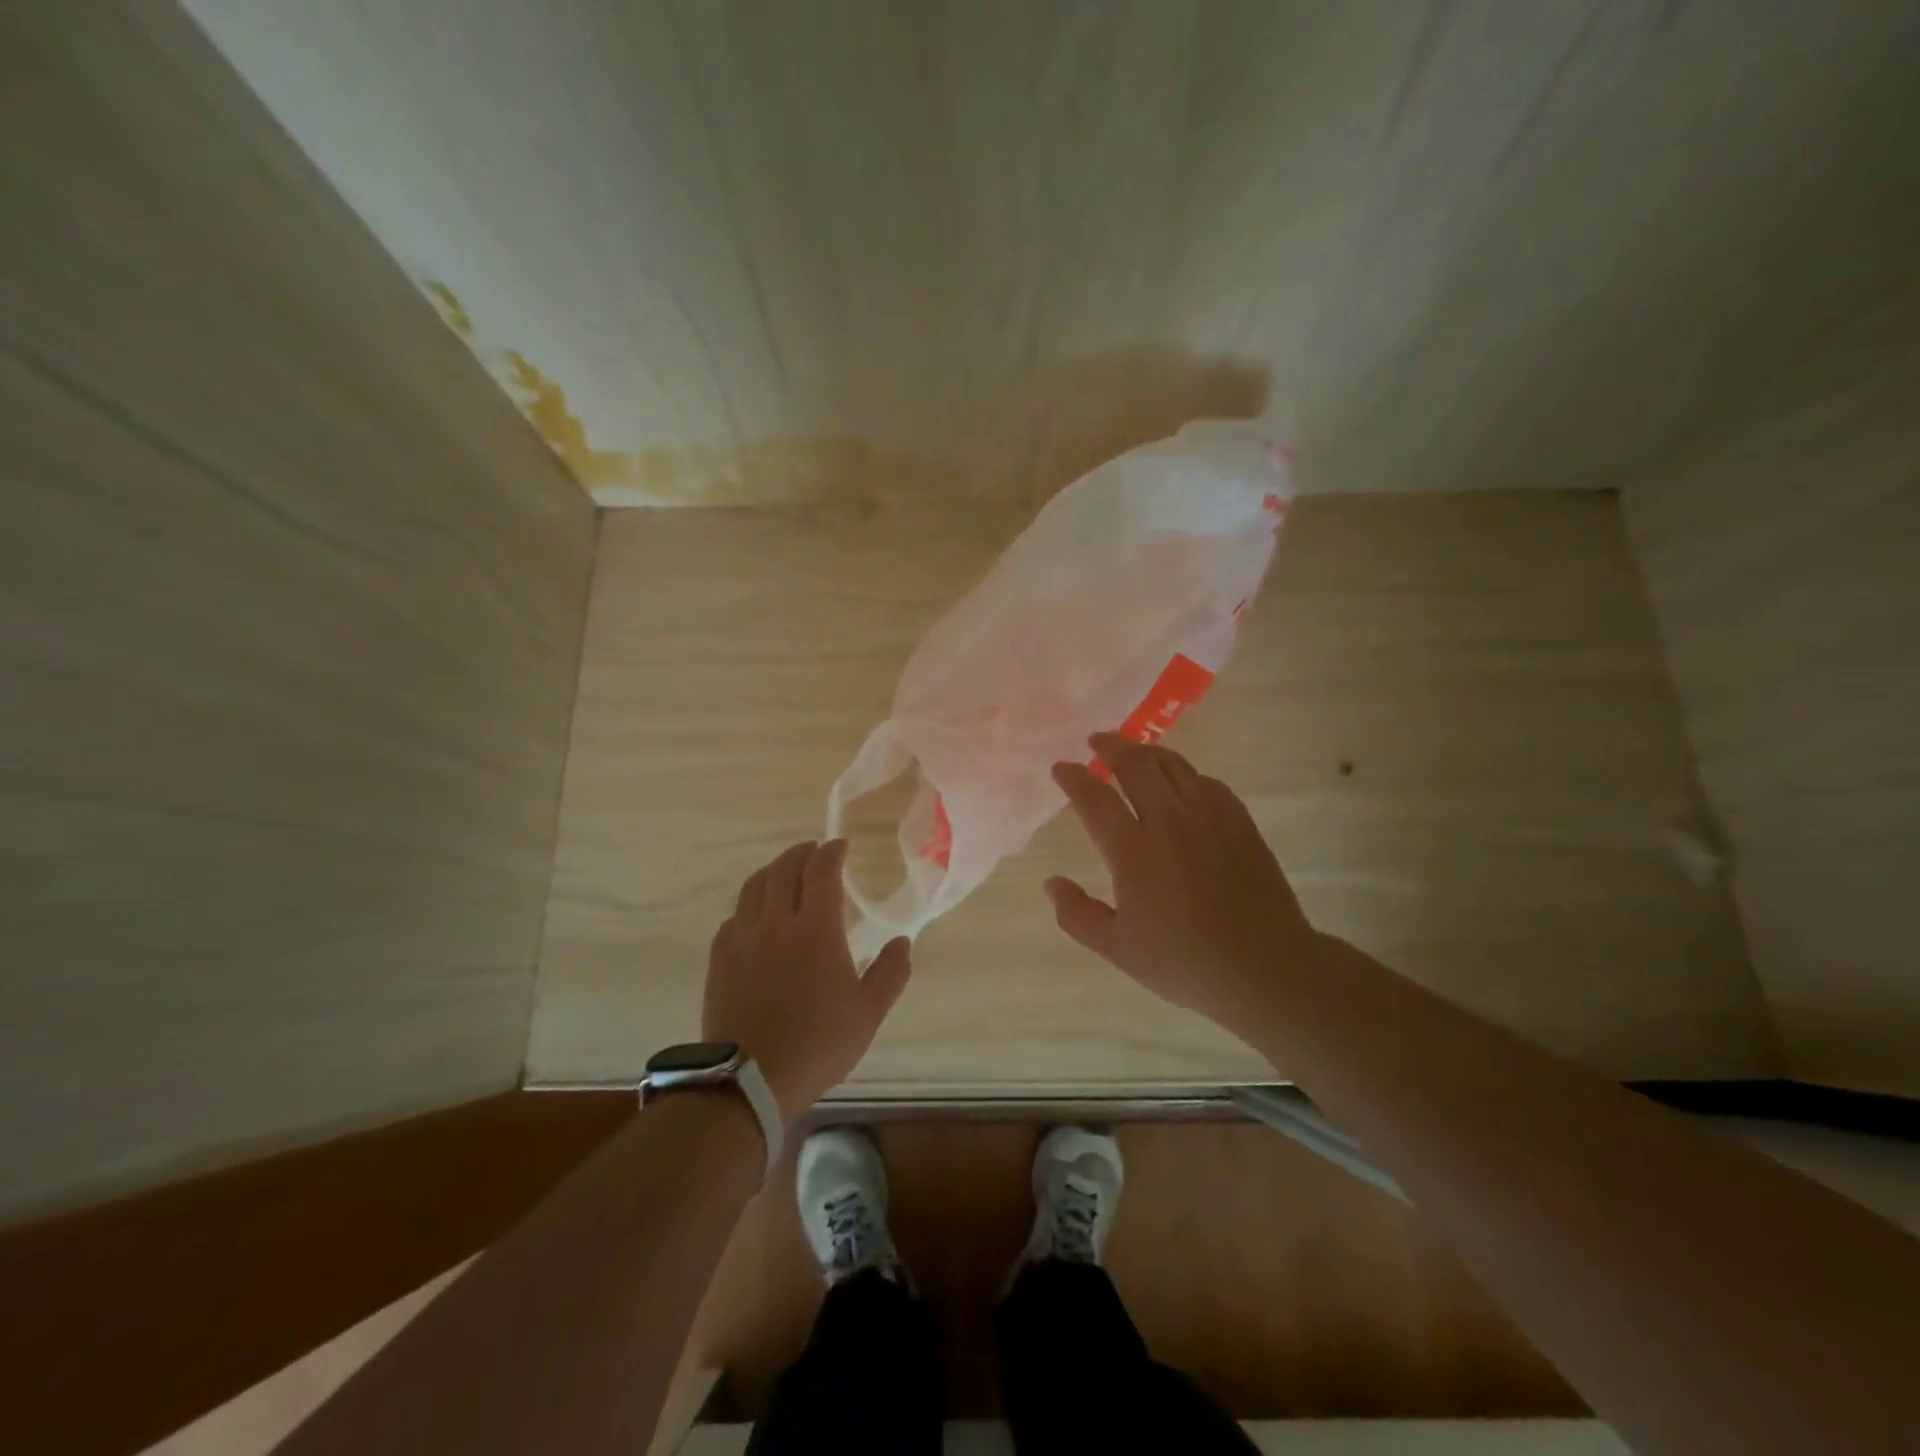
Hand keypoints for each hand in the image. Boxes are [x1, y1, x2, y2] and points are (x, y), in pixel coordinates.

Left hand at [703, 839, 911, 1123]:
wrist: (750, 1078)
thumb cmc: (818, 1042)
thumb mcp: (868, 1013)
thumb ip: (890, 973)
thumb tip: (902, 942)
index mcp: (816, 928)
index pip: (822, 872)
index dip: (831, 852)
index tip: (839, 845)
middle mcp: (777, 921)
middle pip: (785, 869)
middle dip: (801, 853)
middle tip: (814, 851)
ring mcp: (743, 938)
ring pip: (754, 886)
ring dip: (773, 871)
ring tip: (785, 872)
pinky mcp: (720, 958)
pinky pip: (734, 916)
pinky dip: (750, 904)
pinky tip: (755, 916)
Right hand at [1047, 733, 1315, 1036]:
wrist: (1263, 967)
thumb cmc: (1183, 961)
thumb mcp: (1117, 948)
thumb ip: (1077, 914)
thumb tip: (1052, 883)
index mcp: (1133, 850)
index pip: (1094, 797)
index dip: (1073, 777)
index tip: (1061, 768)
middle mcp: (1169, 821)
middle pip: (1135, 764)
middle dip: (1110, 746)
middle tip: (1096, 741)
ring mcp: (1209, 817)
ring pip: (1173, 765)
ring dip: (1147, 752)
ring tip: (1133, 751)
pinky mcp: (1239, 822)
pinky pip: (1207, 781)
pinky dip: (1185, 773)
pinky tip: (1182, 782)